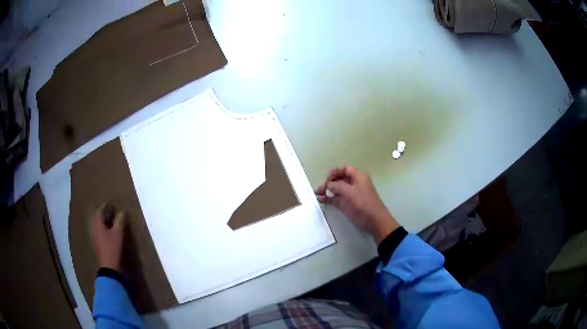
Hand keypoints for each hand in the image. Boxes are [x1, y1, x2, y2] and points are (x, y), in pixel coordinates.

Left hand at [91, 204, 124, 272]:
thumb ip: (119, 222)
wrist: (108, 266)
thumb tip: (122, 212)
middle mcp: (93, 227)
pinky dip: (101, 226)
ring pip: (95, 223)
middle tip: (108, 209)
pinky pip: (96, 229)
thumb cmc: (112, 248)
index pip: (100, 210)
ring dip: (101, 219)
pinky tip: (106, 230)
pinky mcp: (95, 242)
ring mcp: (93, 235)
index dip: (105, 205)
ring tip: (108, 218)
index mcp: (97, 223)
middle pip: (96, 216)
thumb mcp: (118, 234)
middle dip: (101, 211)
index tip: (111, 203)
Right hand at [315, 166, 398, 242]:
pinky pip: (335, 199)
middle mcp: (353, 184)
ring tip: (317, 193)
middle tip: (320, 188)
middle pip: (339, 179)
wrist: (374, 221)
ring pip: (336, 189)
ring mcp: (349, 195)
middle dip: (329, 182)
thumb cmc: (364, 203)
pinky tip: (320, 199)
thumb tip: (327, 184)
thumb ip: (337, 186)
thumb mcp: (350, 192)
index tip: (328, 179)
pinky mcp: (346, 205)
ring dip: (326, 190)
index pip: (345, 169)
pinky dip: (328, 198)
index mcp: (358, 177)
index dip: (336, 172)